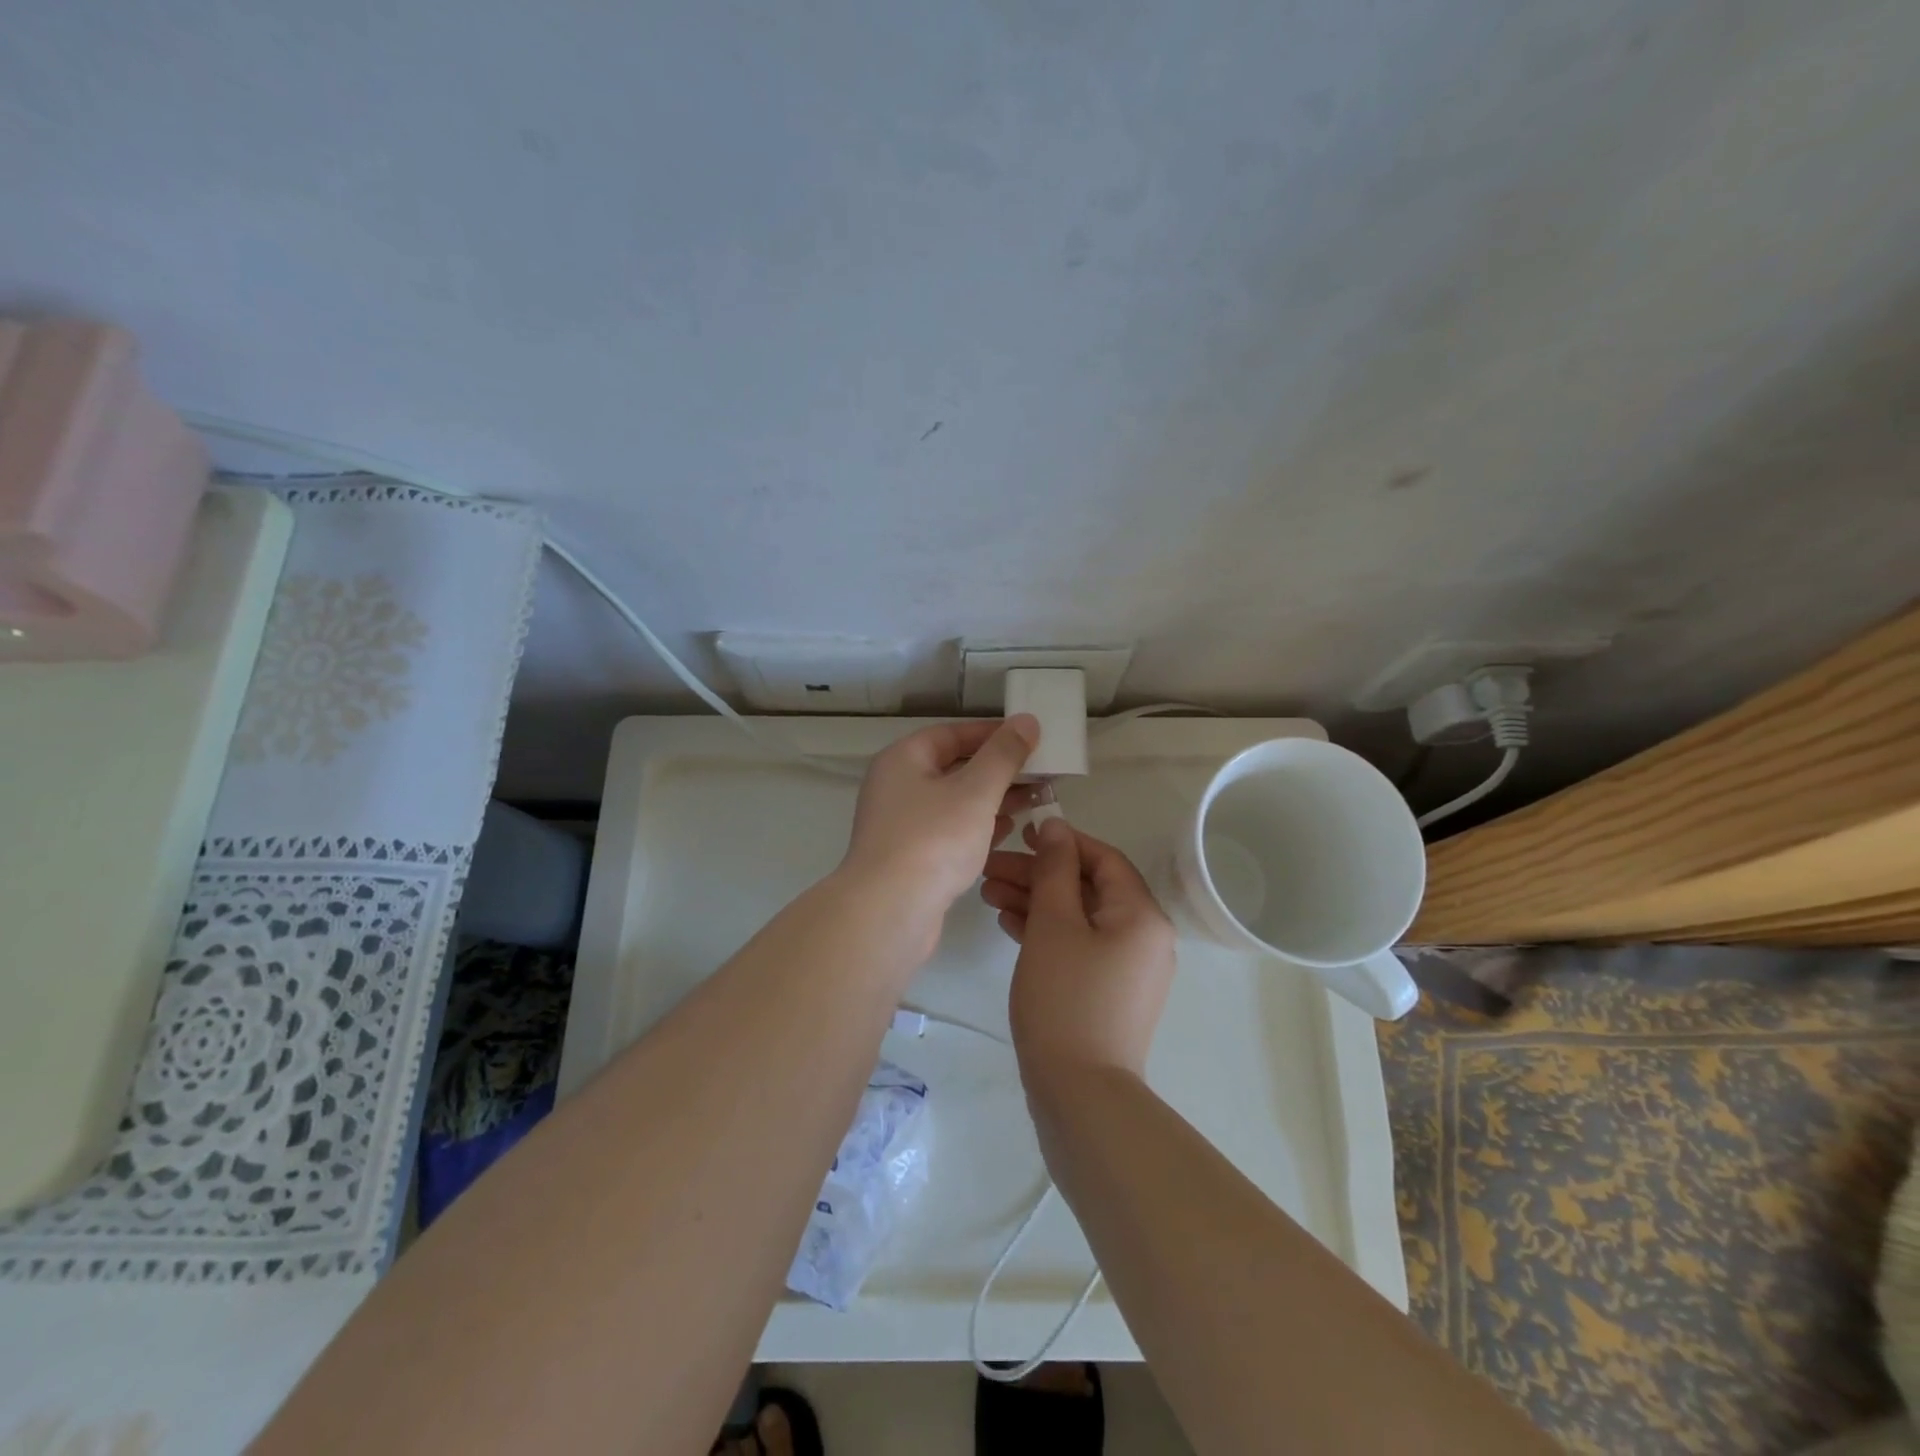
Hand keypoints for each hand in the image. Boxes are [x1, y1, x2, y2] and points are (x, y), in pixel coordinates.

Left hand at [840, 716, 1040, 924]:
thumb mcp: (976, 791)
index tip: (1030, 738)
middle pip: (954, 768)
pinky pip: (950, 832)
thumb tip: (1026, 720)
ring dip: (993, 800)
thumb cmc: (933, 840)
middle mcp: (897, 787)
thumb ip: (1003, 755)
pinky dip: (979, 827)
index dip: (992, 733)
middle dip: (998, 770)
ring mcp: (902, 825)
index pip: (952, 734)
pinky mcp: (911, 858)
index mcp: (903, 760)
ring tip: (1036, 800)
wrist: (889, 912)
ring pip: (955, 802)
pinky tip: (1009, 831)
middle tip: (1041, 773)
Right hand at [981, 817, 1175, 1079]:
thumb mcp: (1054, 924)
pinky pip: (1078, 945)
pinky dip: (1046, 932)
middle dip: (1038, 875)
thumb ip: (1054, 869)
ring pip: (1079, 917)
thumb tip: (1056, 827)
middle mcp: (1143, 936)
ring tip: (988, 894)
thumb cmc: (1066, 998)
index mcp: (1142, 915)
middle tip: (991, 869)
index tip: (1020, 836)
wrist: (1079, 1095)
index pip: (1104, 859)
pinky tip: (1008, 924)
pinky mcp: (1108, 991)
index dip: (1062, 842)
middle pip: (1087, 888)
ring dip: (1036, 902)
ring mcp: (1127, 967)